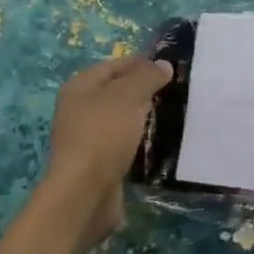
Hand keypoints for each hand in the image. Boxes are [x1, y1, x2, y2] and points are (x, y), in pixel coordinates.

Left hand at [43, 55, 173, 248]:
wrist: (85, 191)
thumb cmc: (104, 134)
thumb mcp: (129, 96)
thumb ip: (147, 76)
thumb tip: (163, 64)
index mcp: (80, 86)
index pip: (114, 65)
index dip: (141, 63)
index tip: (170, 67)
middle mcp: (79, 109)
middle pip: (116, 91)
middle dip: (143, 89)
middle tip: (175, 90)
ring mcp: (86, 137)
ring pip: (120, 118)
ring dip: (142, 116)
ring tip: (171, 113)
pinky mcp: (97, 161)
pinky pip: (122, 141)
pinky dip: (138, 139)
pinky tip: (157, 141)